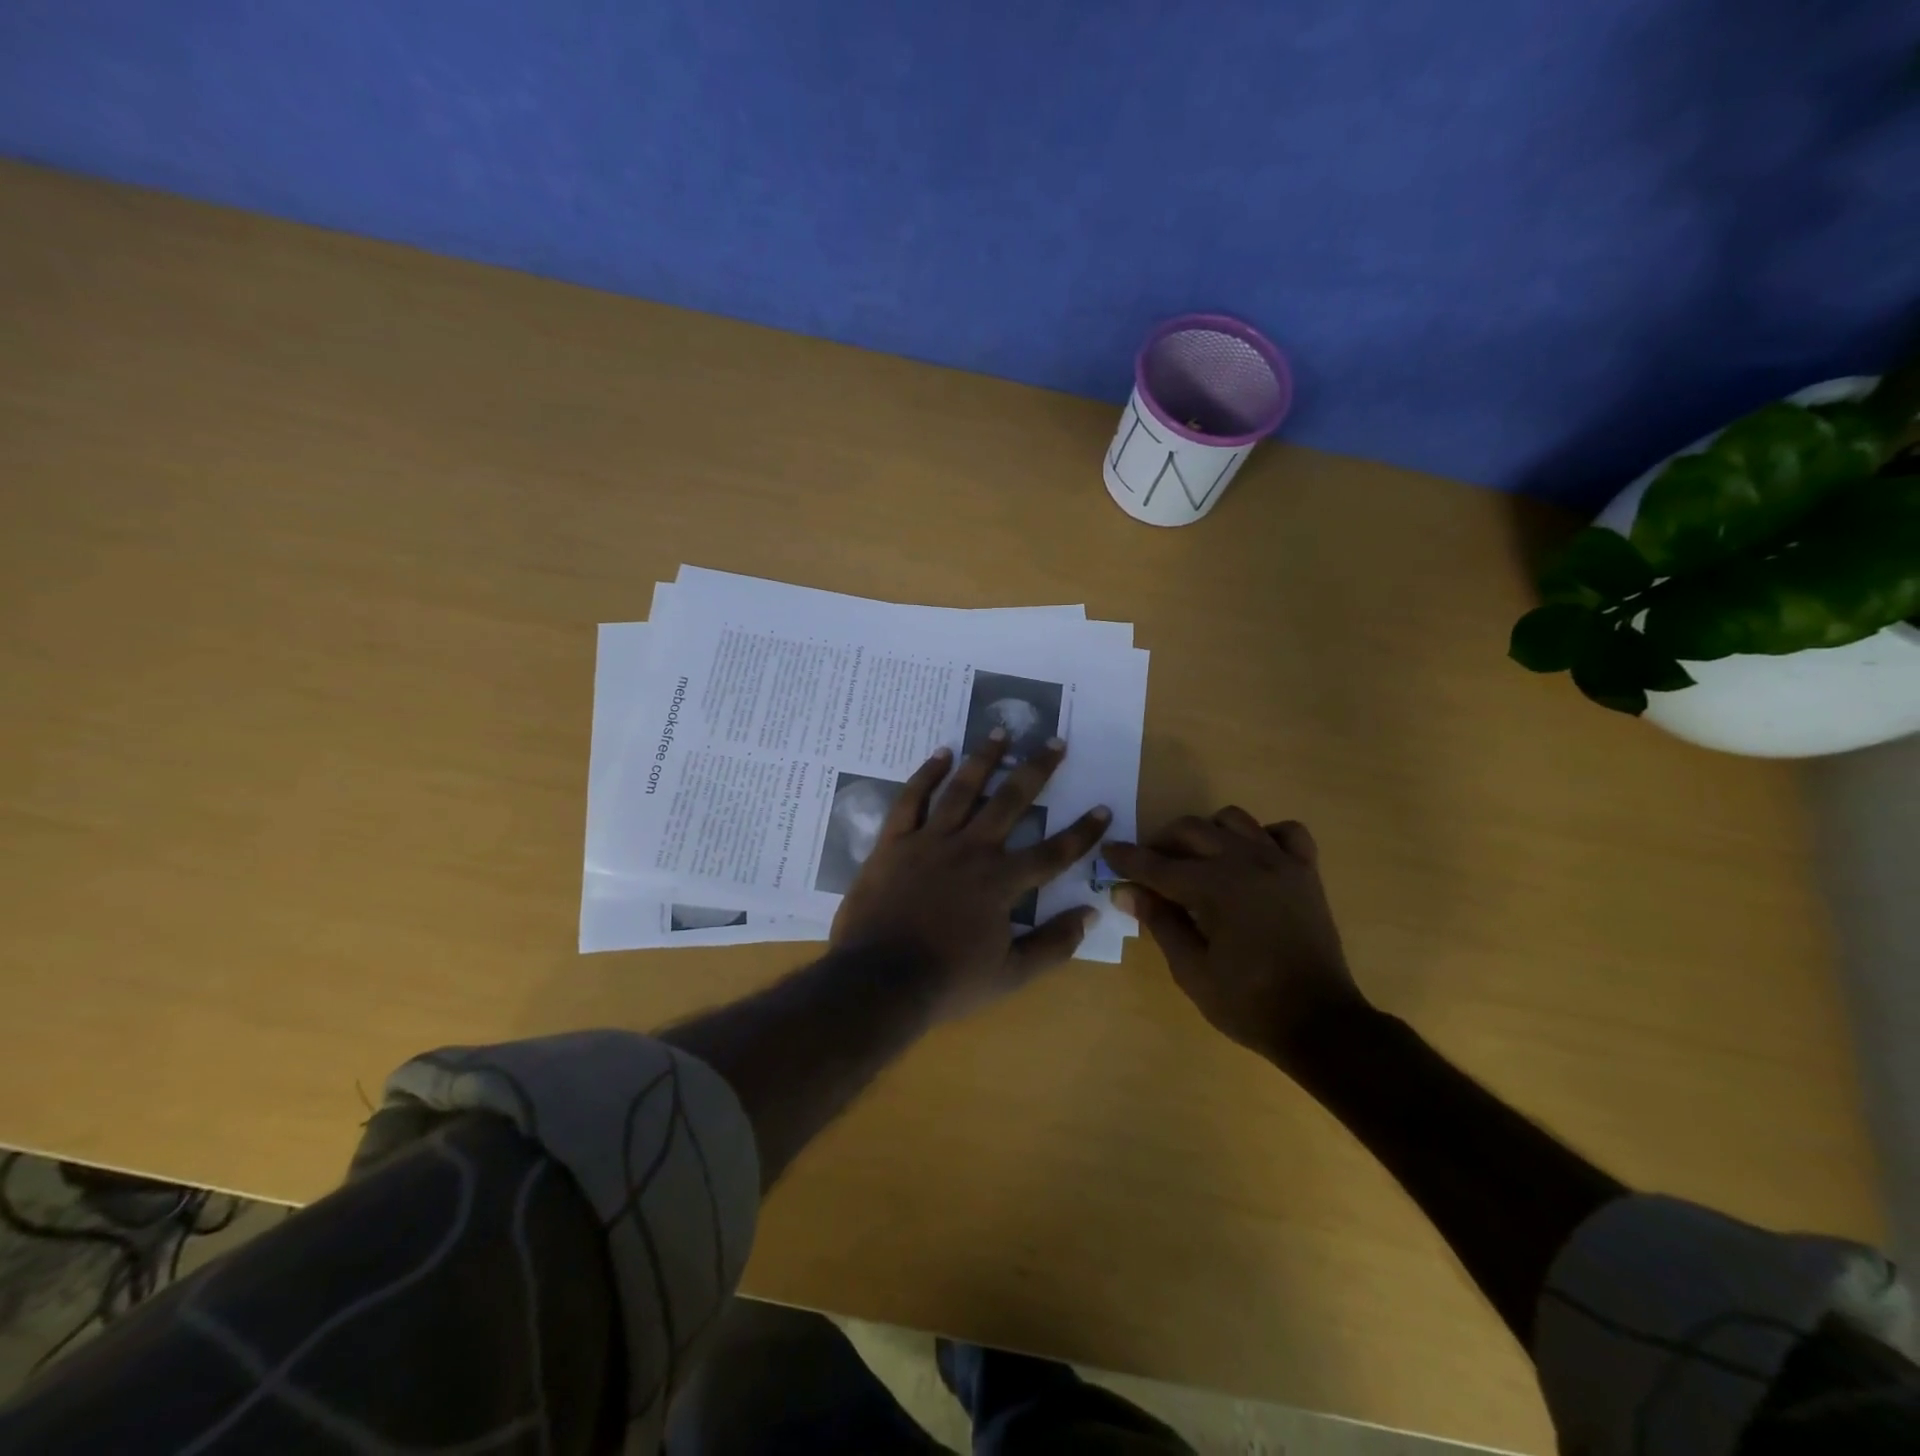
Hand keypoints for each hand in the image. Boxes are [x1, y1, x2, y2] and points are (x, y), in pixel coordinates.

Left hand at [831, 733, 1109, 1023]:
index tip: (1103, 808)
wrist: (879, 982)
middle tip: (1054, 740)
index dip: (1083, 832)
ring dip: (984, 758)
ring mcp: (930, 841)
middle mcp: (971, 850)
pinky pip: (911, 799)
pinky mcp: (894, 842)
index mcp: (1001, 882)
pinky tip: (941, 753)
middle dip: (1037, 770)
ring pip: (962, 789)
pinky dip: (926, 774)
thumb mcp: (1011, 976)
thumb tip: (1091, 913)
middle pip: (1010, 801)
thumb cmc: (948, 982)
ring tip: (1000, 730)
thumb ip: (1054, 945)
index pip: (1054, 852)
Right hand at [1105, 810, 1367, 1066]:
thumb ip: (1159, 922)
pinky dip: (1262, 836)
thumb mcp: (1191, 970)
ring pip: (1233, 820)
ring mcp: (1280, 862)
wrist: (1320, 1023)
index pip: (1158, 865)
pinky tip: (1250, 858)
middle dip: (1162, 843)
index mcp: (1215, 887)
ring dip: (1207, 834)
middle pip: (1191, 830)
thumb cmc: (1248, 1003)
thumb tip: (1125, 891)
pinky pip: (1284, 832)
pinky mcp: (1305, 872)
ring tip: (1197, 860)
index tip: (1108, 851)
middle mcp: (1246, 862)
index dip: (1127, 859)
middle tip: (1149, 866)